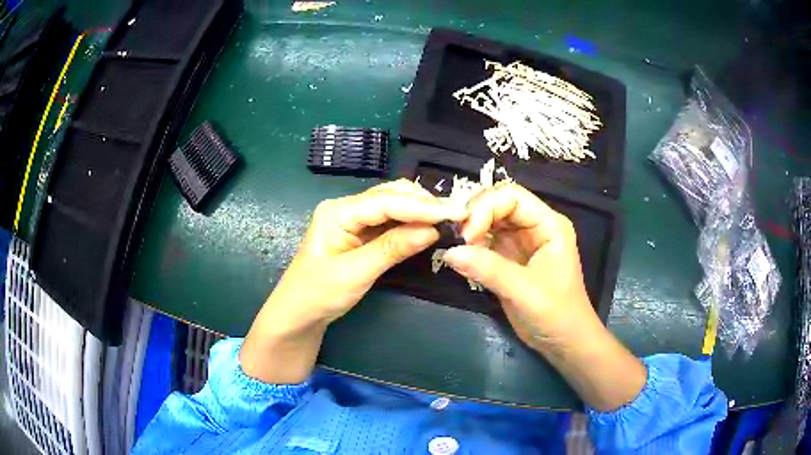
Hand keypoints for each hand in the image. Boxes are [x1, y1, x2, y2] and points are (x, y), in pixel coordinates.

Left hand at [241, 180, 466, 383]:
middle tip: (457, 216)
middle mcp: (346, 207)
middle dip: (424, 204)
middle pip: (391, 196)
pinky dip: (411, 223)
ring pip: (393, 206)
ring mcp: (353, 219)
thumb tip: (432, 230)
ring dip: (420, 212)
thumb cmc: (318, 294)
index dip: (421, 207)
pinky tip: (428, 228)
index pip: (385, 202)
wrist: (298, 314)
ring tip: (449, 220)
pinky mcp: (360, 233)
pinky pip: (390, 221)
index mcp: (338, 212)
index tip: (454, 213)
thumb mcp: (355, 273)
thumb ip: (392, 248)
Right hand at [443, 182, 592, 350]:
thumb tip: (449, 252)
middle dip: (476, 217)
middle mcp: (534, 227)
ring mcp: (521, 242)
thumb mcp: (524, 291)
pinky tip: (463, 259)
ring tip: (459, 251)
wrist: (564, 341)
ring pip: (490, 221)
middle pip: (498, 204)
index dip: (486, 207)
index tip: (468, 236)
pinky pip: (486, 242)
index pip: (512, 196)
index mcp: (548, 224)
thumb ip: (489, 269)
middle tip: (458, 241)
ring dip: (471, 231)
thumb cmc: (556, 314)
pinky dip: (472, 247)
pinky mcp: (509, 259)